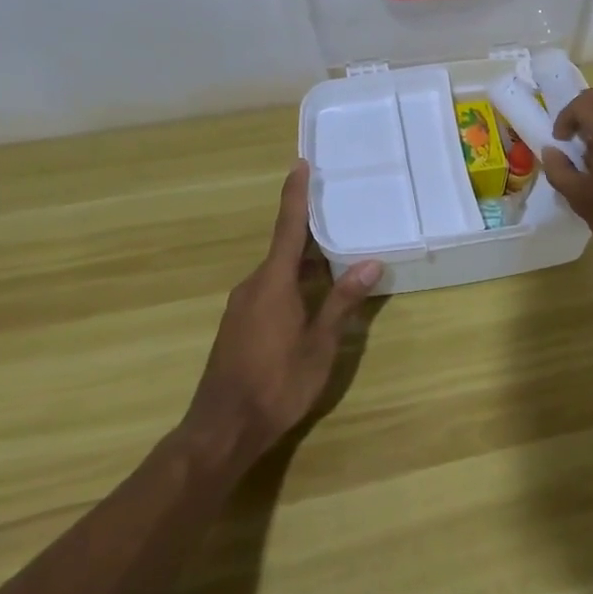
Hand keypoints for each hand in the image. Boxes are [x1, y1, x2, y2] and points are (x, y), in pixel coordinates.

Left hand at [184, 161, 382, 470]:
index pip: (288, 227)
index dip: (295, 195)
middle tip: (340, 212)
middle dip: (310, 230)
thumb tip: (370, 263)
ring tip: (337, 254)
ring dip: (304, 261)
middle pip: (284, 247)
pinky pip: (270, 289)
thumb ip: (342, 302)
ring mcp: (243, 306)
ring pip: (278, 271)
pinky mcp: (239, 325)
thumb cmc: (276, 384)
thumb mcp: (319, 345)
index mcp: (273, 282)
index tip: (300, 165)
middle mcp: (253, 285)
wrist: (222, 429)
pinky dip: (293, 281)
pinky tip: (313, 295)